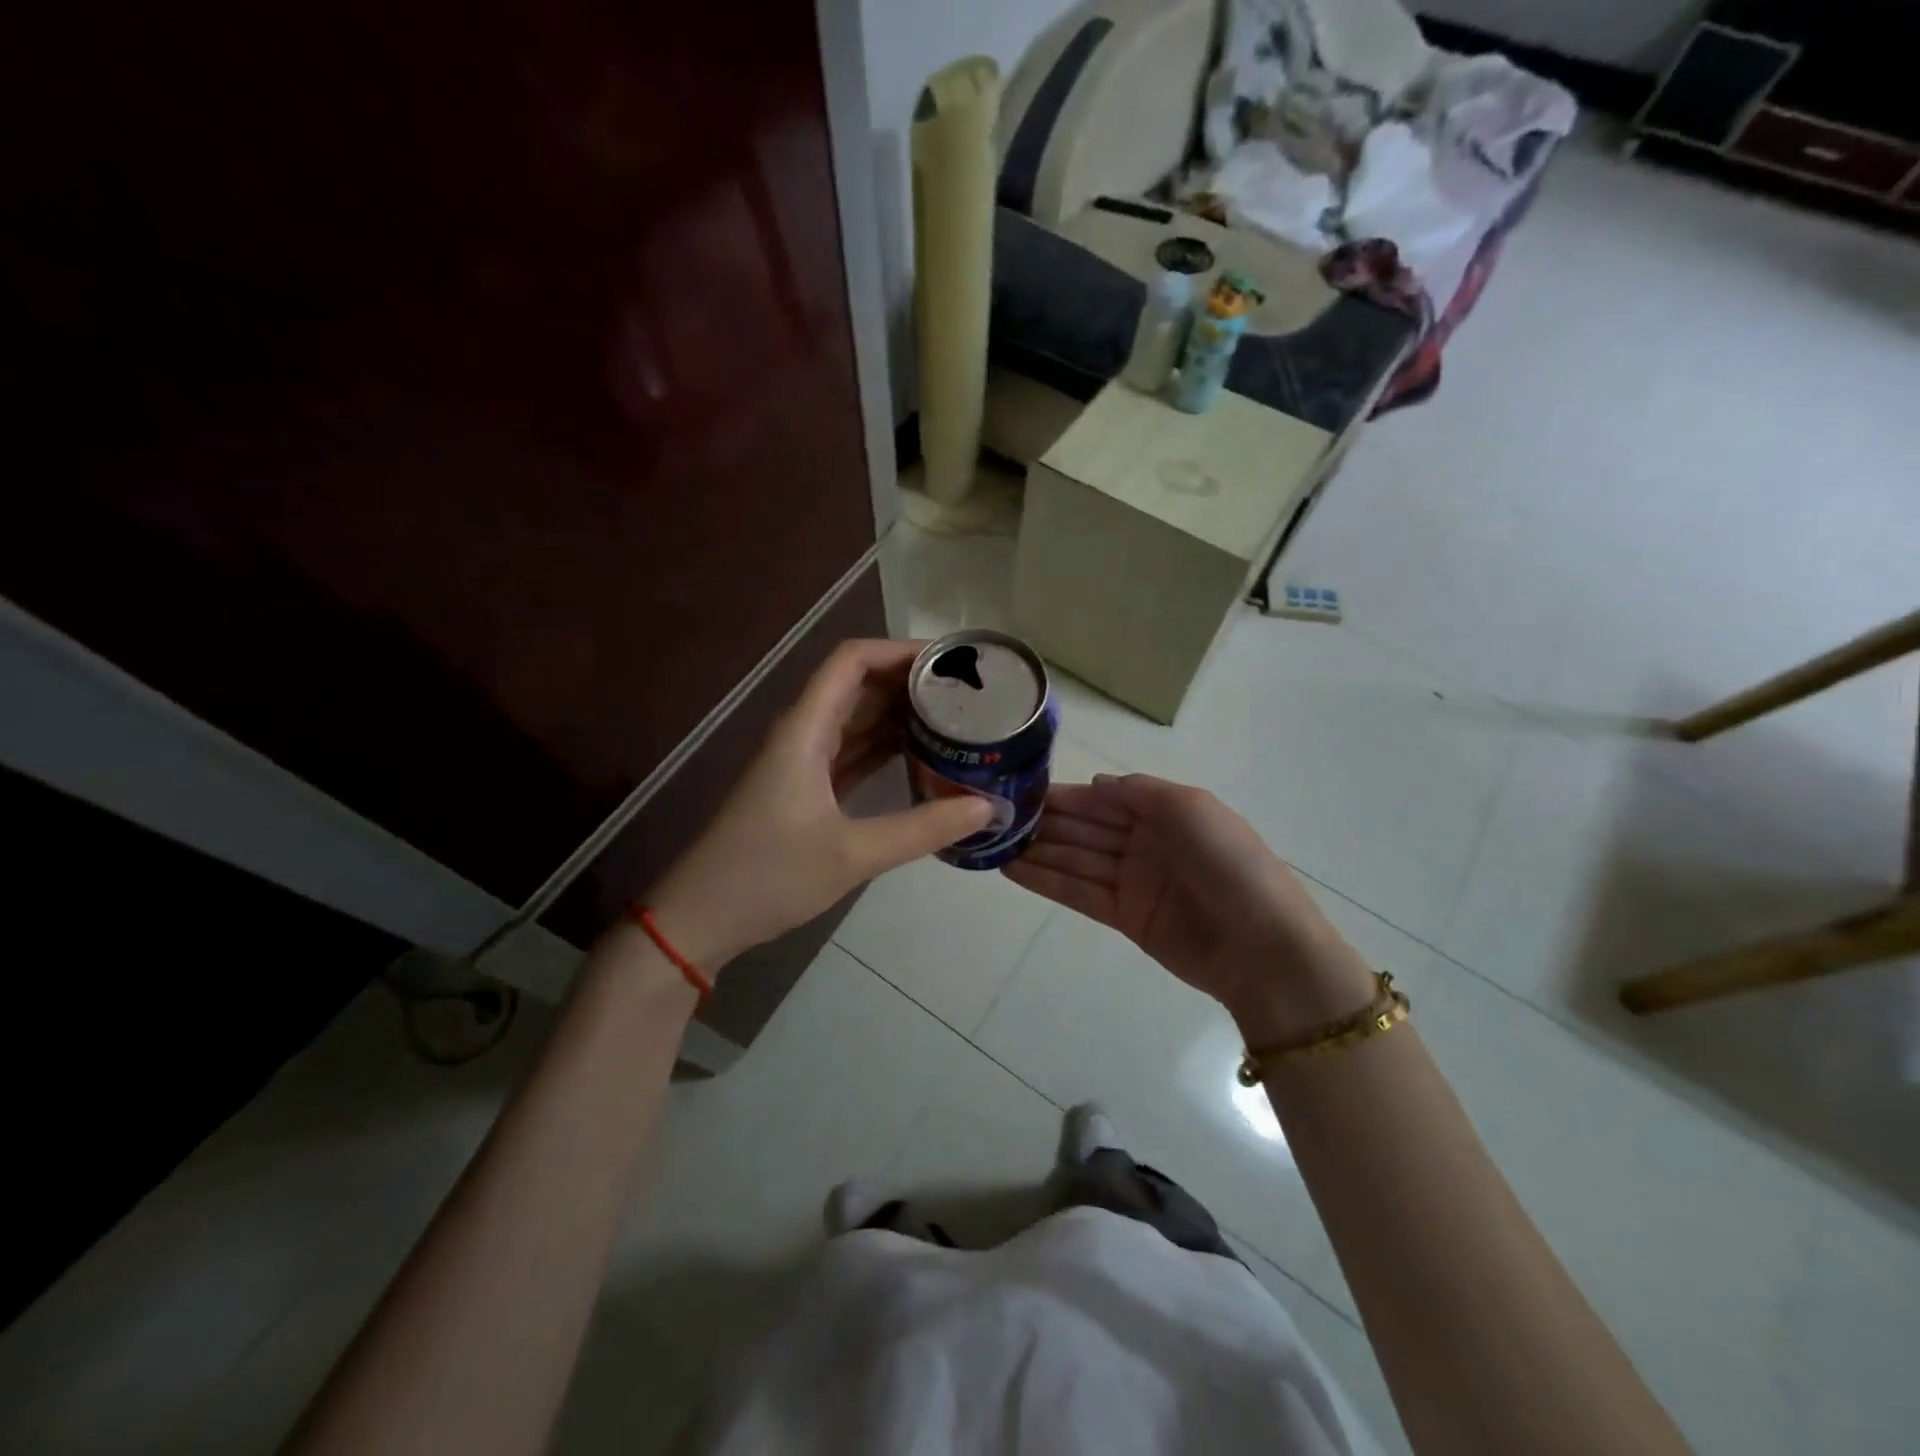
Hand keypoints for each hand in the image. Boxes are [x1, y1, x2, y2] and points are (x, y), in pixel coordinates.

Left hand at [646, 640, 991, 970]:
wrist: (700, 919)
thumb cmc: (768, 877)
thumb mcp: (852, 855)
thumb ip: (923, 829)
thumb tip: (986, 808)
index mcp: (805, 730)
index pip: (852, 661)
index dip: (900, 650)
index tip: (951, 662)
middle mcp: (802, 733)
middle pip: (858, 685)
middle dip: (910, 682)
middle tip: (969, 693)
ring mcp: (801, 762)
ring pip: (856, 720)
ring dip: (900, 715)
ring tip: (956, 719)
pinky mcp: (804, 789)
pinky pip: (850, 752)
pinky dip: (884, 748)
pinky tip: (922, 756)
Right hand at [1003, 773, 1374, 1043]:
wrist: (1262, 947)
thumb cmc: (1229, 865)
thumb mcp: (1191, 809)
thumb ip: (1140, 792)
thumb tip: (1095, 784)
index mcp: (1163, 812)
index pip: (1102, 798)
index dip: (1064, 795)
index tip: (1020, 789)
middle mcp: (1144, 842)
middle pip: (1083, 828)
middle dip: (1043, 822)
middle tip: (992, 817)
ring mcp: (1132, 881)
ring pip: (1074, 859)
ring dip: (1036, 851)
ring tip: (991, 843)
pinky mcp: (1125, 917)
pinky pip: (1078, 893)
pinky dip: (1046, 881)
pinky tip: (1011, 870)